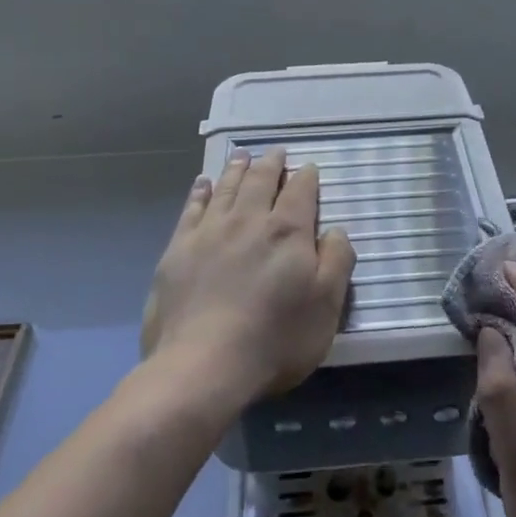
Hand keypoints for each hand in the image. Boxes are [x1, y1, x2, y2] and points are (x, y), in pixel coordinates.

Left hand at [140, 148, 355, 405]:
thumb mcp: (326, 306)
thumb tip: (335, 230)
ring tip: (242, 156)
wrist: (203, 365)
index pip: (300, 191)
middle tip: (275, 151)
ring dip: (237, 169)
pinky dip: (201, 192)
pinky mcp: (178, 249)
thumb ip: (337, 261)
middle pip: (260, 181)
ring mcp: (209, 232)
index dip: (306, 177)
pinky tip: (204, 184)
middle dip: (271, 164)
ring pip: (227, 188)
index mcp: (287, 232)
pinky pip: (192, 208)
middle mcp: (248, 220)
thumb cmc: (275, 339)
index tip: (308, 167)